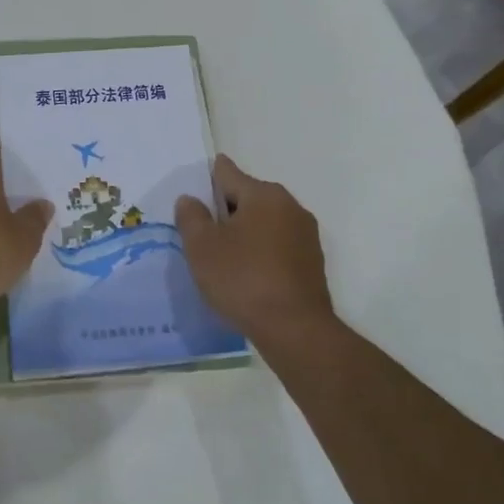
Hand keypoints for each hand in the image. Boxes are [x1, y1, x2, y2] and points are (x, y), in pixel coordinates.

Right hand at [175, 155, 335, 349]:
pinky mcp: (312, 262)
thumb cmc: (243, 279)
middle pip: (248, 197)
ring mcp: (306, 235)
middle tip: (201, 231)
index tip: (193, 190)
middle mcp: (290, 206)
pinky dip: (260, 252)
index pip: (227, 173)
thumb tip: (190, 200)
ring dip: (244, 232)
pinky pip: (278, 246)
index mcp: (264, 194)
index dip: (206, 179)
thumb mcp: (202, 247)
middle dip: (225, 210)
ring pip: (264, 223)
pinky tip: (246, 274)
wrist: (295, 330)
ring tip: (222, 256)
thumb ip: (191, 217)